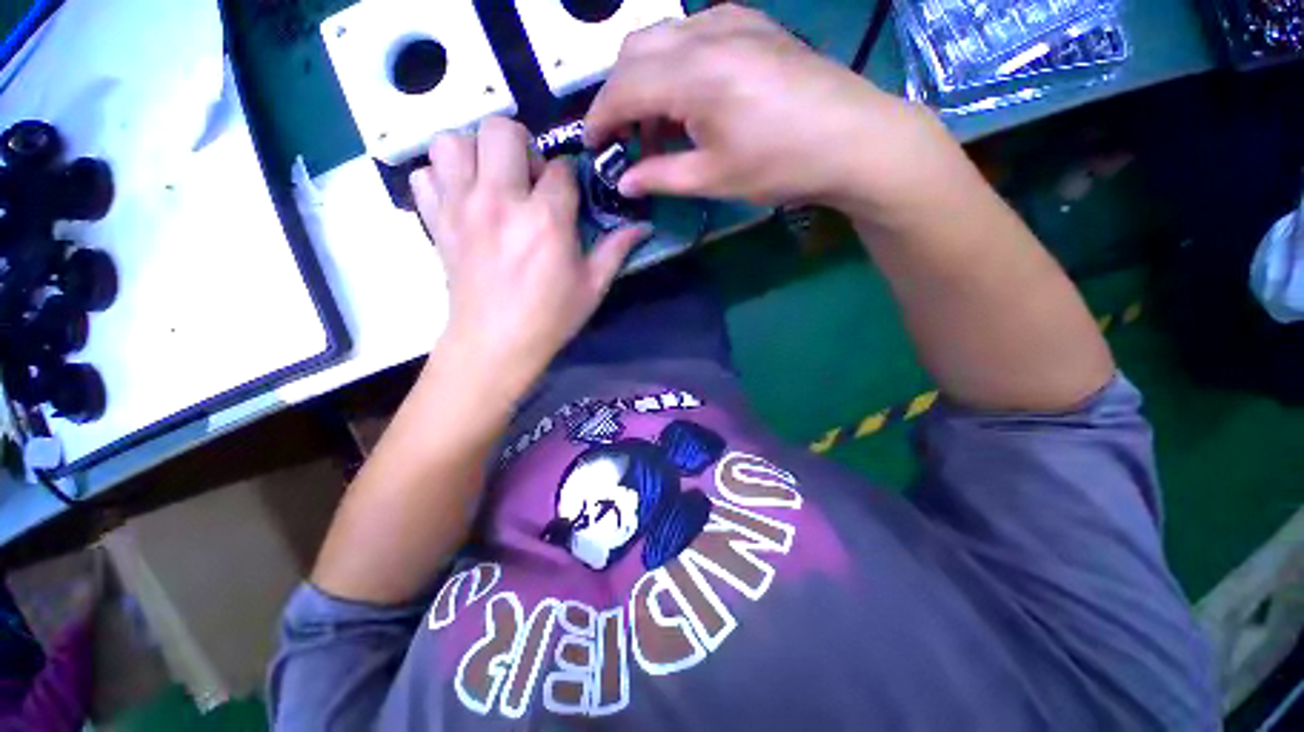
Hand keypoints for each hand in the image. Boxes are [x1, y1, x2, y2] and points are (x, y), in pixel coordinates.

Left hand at [411, 117, 647, 384]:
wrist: (495, 344)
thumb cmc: (550, 318)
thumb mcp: (592, 287)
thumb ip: (616, 249)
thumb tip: (643, 226)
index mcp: (546, 220)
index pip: (560, 167)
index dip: (568, 177)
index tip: (567, 195)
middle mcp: (500, 201)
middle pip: (501, 129)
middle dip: (521, 145)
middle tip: (527, 179)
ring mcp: (461, 207)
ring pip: (453, 139)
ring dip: (474, 152)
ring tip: (491, 180)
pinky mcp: (435, 221)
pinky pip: (425, 174)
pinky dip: (441, 177)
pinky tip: (462, 199)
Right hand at [585, 4, 961, 212]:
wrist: (853, 139)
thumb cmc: (780, 165)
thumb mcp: (713, 179)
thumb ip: (660, 176)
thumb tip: (624, 184)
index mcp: (693, 74)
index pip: (622, 88)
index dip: (600, 119)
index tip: (592, 147)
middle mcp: (705, 33)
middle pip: (634, 51)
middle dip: (618, 96)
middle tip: (625, 140)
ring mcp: (732, 20)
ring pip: (661, 37)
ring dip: (646, 79)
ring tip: (659, 127)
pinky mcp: (752, 23)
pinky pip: (693, 32)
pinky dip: (675, 63)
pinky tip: (689, 97)